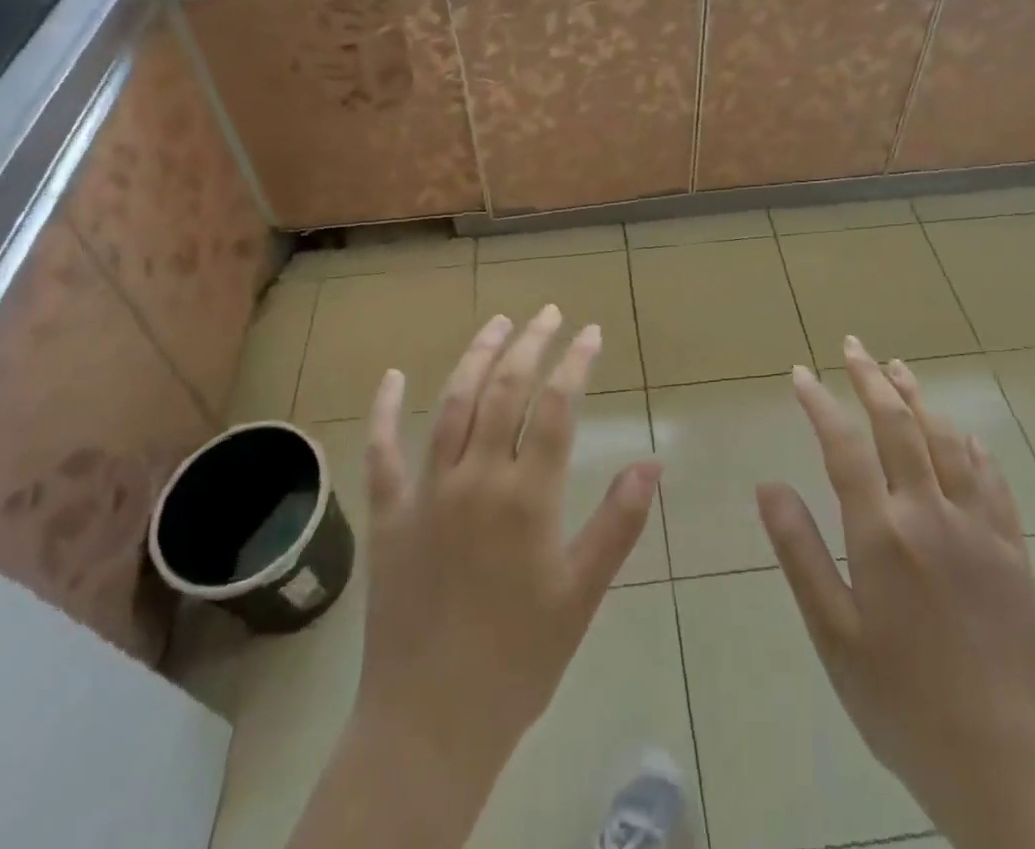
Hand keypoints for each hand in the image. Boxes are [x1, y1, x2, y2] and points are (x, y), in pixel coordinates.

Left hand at [354, 306, 661, 788]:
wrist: (432, 720)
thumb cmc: (520, 657)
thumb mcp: (582, 593)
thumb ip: (618, 522)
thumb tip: (652, 462)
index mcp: (528, 496)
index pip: (557, 407)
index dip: (576, 363)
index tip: (590, 333)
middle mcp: (477, 478)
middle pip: (505, 390)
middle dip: (530, 344)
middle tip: (548, 313)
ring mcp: (427, 491)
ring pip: (452, 404)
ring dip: (475, 357)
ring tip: (497, 323)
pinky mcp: (389, 514)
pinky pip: (382, 452)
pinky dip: (385, 410)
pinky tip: (393, 376)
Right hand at [756, 339, 1034, 848]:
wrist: (1004, 766)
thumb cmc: (899, 702)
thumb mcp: (832, 632)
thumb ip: (799, 551)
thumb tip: (768, 484)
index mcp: (881, 534)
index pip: (843, 446)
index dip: (820, 404)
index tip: (801, 373)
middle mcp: (930, 515)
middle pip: (899, 426)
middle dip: (871, 380)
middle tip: (853, 346)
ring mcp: (978, 529)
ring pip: (946, 442)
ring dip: (919, 399)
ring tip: (898, 368)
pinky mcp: (1013, 552)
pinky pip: (992, 481)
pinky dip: (971, 447)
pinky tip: (961, 433)